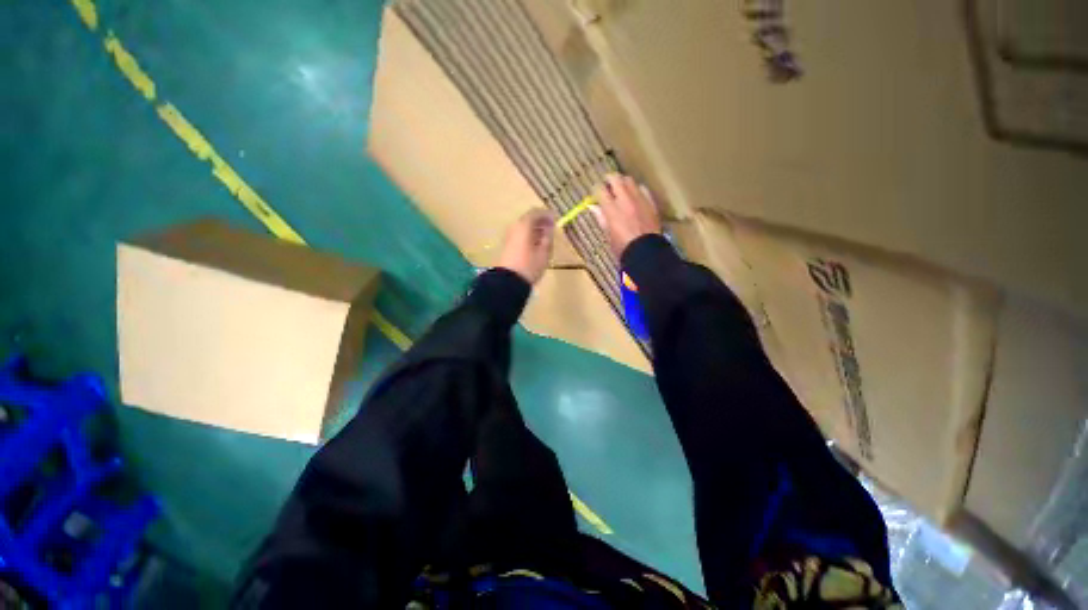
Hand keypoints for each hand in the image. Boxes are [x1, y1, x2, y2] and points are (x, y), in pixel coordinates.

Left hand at [497, 208, 555, 283]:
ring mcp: (509, 236)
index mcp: (524, 225)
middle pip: (528, 219)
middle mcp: (515, 227)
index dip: (547, 214)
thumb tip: (549, 228)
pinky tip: (536, 245)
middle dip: (541, 222)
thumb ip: (548, 237)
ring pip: (524, 227)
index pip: (536, 212)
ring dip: (535, 230)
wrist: (509, 282)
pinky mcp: (507, 245)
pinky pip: (520, 235)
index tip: (556, 219)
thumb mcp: (544, 252)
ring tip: (545, 238)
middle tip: (551, 228)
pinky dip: (529, 236)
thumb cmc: (530, 265)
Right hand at [593, 174, 661, 257]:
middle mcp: (625, 200)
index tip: (595, 193)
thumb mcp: (608, 234)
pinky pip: (643, 189)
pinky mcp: (651, 202)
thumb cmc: (622, 247)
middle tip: (607, 185)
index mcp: (611, 209)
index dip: (596, 189)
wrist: (645, 252)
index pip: (600, 190)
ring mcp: (639, 199)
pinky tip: (635, 196)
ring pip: (630, 180)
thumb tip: (592, 206)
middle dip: (609, 180)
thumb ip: (601, 217)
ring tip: (621, 190)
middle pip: (615, 179)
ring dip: (623, 182)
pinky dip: (636, 190)